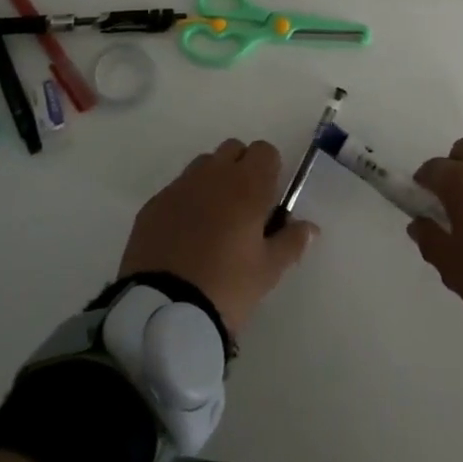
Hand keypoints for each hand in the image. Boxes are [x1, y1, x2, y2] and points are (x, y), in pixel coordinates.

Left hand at [118, 139, 318, 335]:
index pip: (265, 151)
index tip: (268, 200)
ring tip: (213, 221)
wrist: (163, 311)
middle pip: (233, 150)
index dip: (269, 170)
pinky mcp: (152, 205)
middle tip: (244, 208)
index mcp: (247, 185)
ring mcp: (179, 187)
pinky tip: (184, 236)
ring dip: (213, 181)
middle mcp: (213, 175)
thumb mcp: (268, 271)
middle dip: (241, 168)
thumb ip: (292, 242)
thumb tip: (310, 227)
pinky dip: (185, 202)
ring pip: (203, 166)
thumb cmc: (227, 287)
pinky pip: (176, 190)